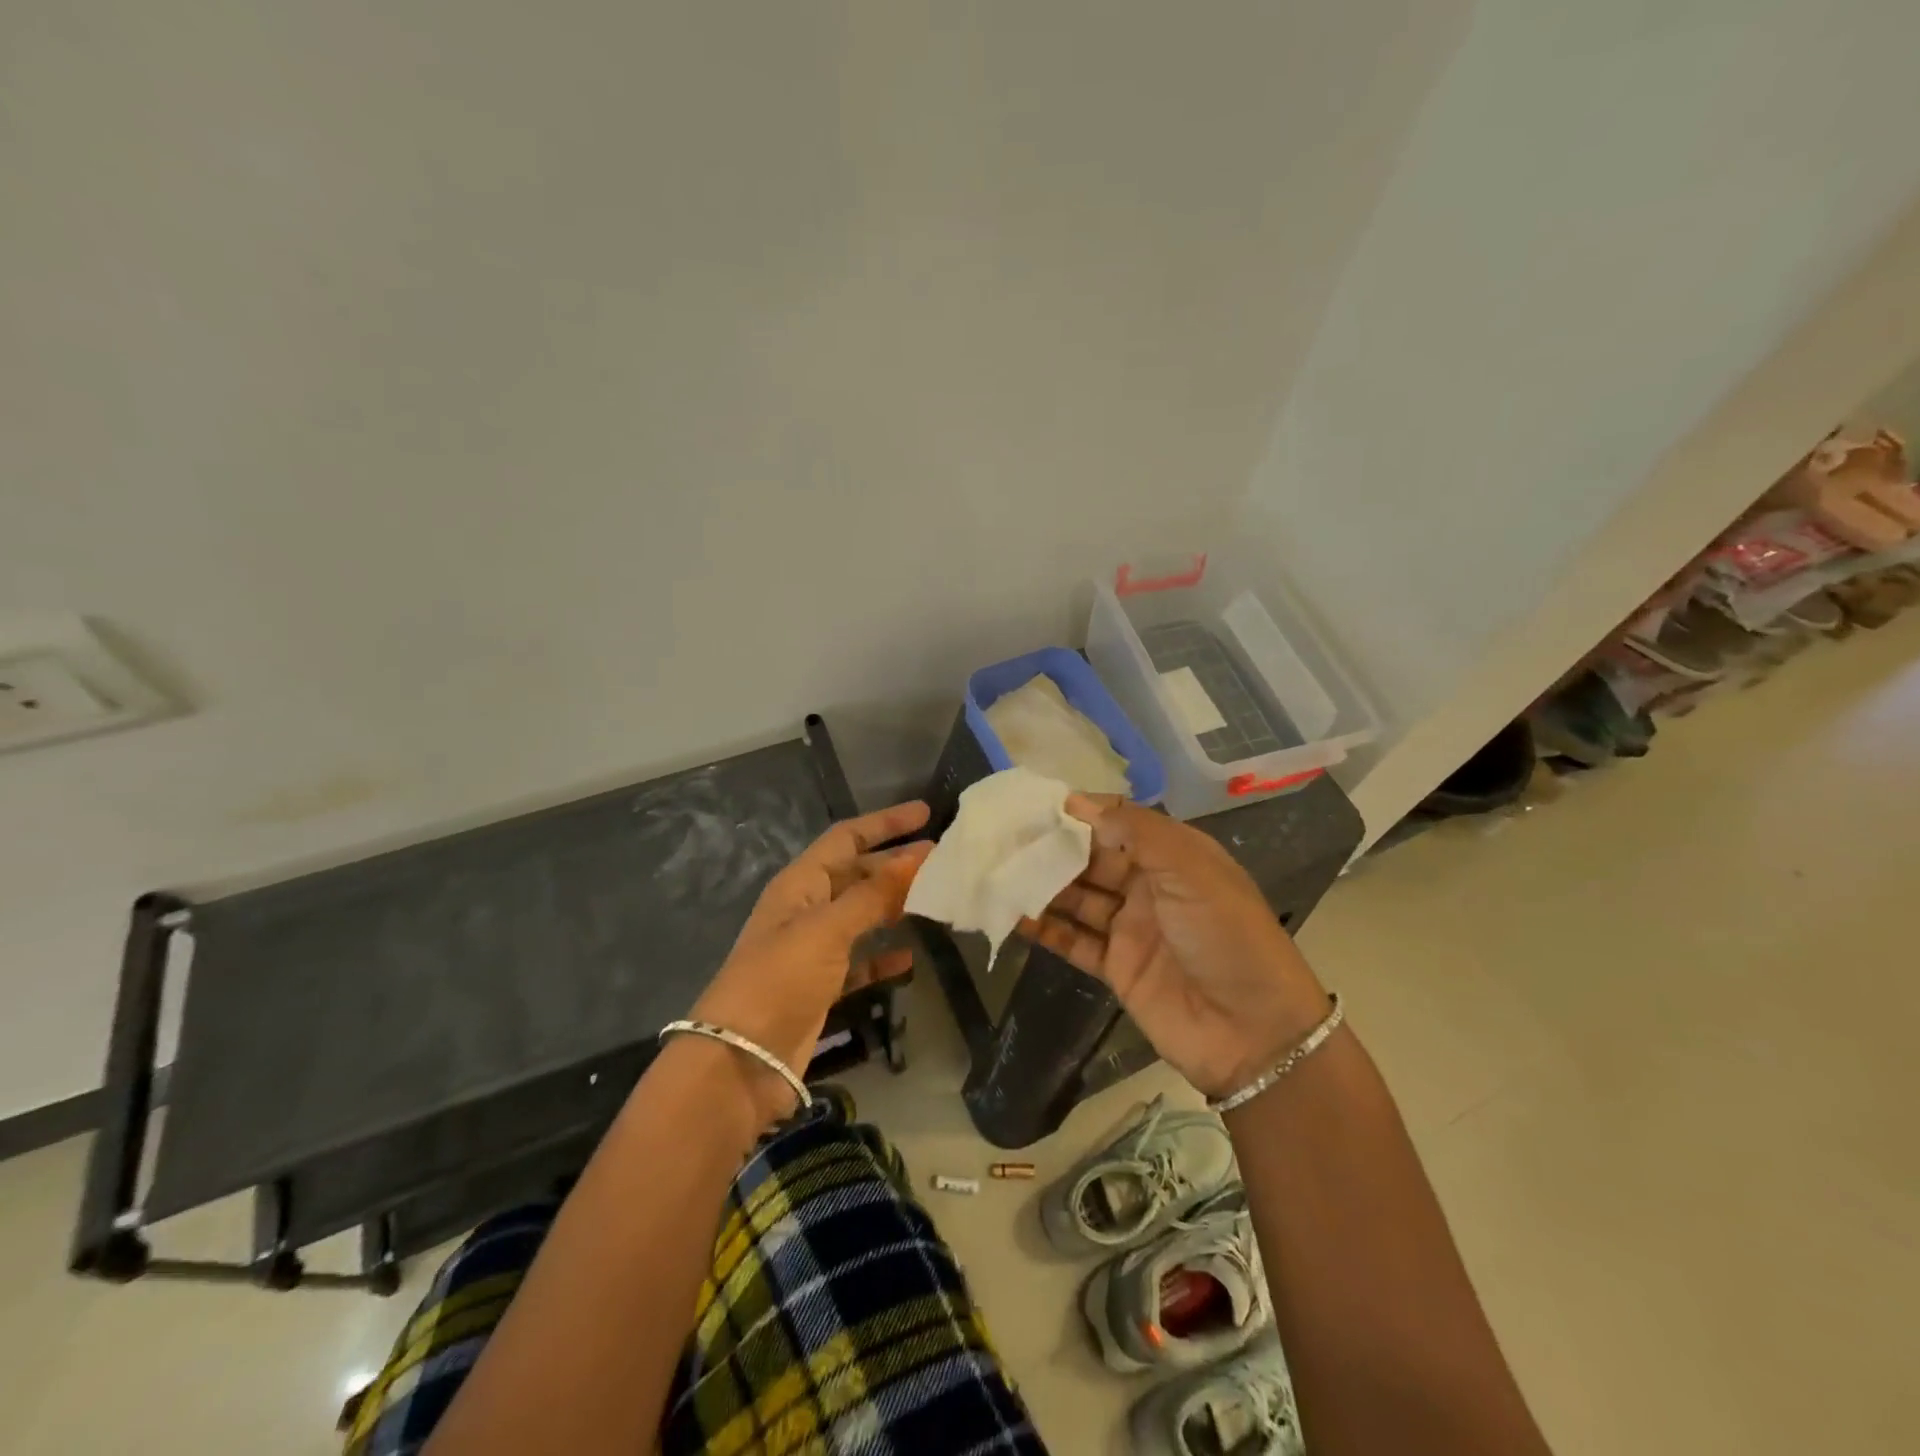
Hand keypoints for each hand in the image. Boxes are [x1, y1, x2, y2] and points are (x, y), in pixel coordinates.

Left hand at [689, 801, 932, 1119]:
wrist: (740, 1061)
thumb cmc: (780, 979)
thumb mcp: (827, 929)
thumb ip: (874, 894)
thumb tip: (919, 855)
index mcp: (800, 884)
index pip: (846, 838)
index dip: (884, 823)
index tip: (925, 813)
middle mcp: (806, 910)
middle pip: (857, 874)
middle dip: (895, 865)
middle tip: (942, 861)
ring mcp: (813, 950)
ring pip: (862, 916)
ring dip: (894, 906)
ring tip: (935, 900)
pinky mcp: (821, 987)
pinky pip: (860, 961)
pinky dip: (883, 957)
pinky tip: (910, 958)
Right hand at [1020, 796, 1330, 1099]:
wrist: (1254, 1034)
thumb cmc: (1227, 937)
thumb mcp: (1191, 871)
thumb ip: (1136, 832)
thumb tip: (1080, 802)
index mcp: (1174, 856)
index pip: (1118, 824)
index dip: (1081, 814)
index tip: (1035, 806)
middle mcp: (1150, 887)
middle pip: (1092, 860)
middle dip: (1053, 849)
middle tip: (1004, 839)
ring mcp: (1131, 928)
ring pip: (1078, 899)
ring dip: (1043, 886)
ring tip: (998, 872)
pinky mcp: (1117, 968)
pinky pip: (1074, 941)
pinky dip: (1045, 929)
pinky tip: (1012, 916)